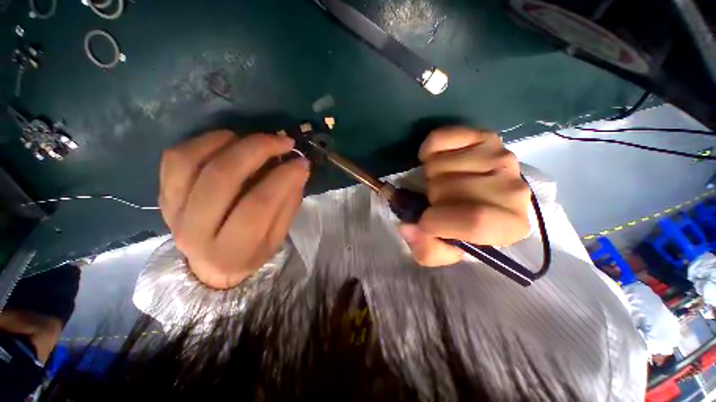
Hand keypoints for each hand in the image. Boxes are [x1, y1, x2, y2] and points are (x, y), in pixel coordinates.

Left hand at [159, 131, 309, 288]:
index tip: (301, 161)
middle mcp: (196, 231)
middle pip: (222, 177)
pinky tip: (228, 141)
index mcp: (232, 249)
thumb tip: (299, 166)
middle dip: (257, 150)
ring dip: (229, 141)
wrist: (210, 266)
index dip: (283, 178)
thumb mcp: (278, 236)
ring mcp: (174, 211)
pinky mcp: (164, 195)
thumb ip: (288, 202)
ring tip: (254, 139)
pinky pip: (175, 158)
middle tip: (283, 141)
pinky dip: (203, 141)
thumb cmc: (252, 252)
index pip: (258, 205)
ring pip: (191, 161)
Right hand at [399, 127, 530, 266]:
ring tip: (443, 183)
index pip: (475, 220)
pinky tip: (440, 161)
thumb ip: (427, 250)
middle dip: (432, 198)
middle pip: (449, 189)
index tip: (423, 223)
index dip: (438, 222)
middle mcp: (513, 189)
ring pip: (440, 165)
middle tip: (438, 202)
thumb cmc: (463, 229)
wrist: (482, 199)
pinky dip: (429, 151)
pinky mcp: (485, 136)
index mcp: (509, 226)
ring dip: (431, 177)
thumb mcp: (445, 250)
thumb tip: (407, 227)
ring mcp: (501, 157)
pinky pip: (440, 138)